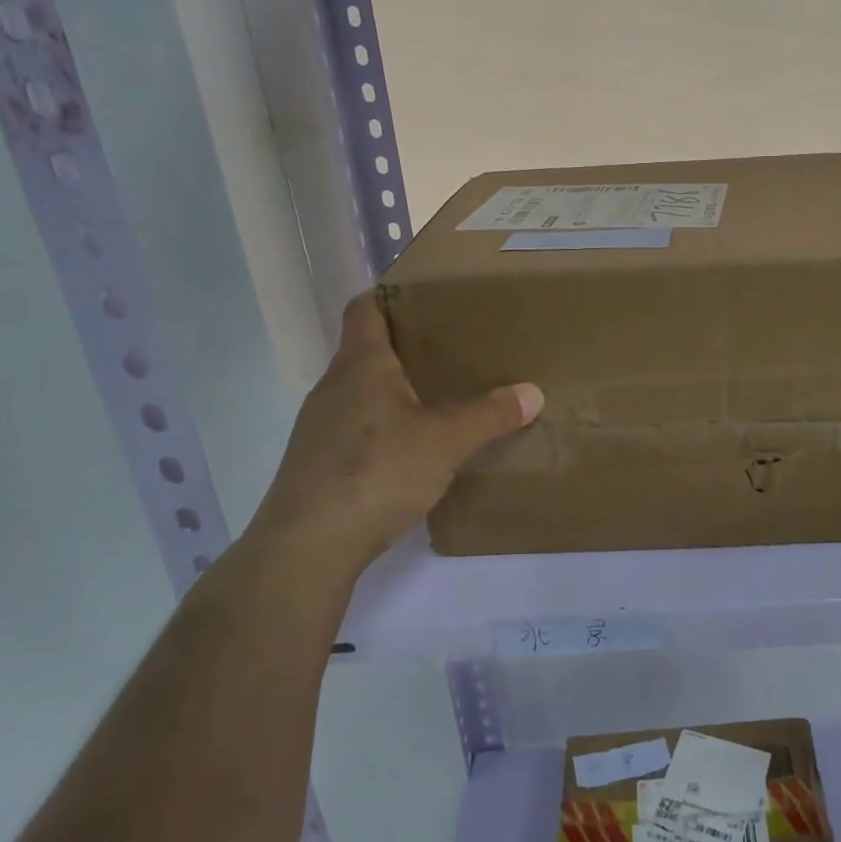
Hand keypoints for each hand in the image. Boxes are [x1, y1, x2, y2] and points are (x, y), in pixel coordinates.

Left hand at [243, 293, 542, 579]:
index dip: (390, 295)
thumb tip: (533, 392)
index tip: (426, 298)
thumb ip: (490, 415)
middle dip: (406, 347)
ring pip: (361, 392)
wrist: (307, 546)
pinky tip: (410, 451)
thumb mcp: (446, 441)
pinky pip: (355, 428)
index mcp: (360, 365)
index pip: (365, 309)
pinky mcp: (317, 463)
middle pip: (367, 350)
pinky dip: (382, 427)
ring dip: (394, 391)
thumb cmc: (377, 471)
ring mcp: (319, 426)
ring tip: (438, 400)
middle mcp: (333, 386)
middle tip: (453, 351)